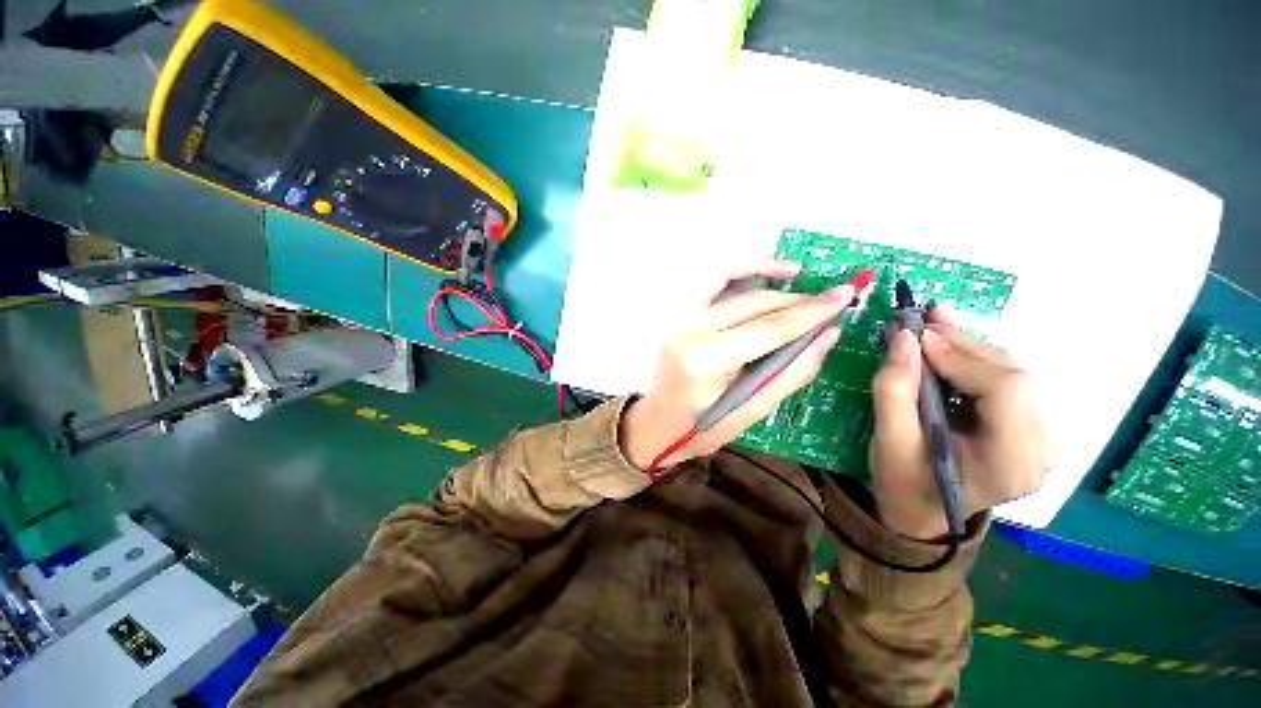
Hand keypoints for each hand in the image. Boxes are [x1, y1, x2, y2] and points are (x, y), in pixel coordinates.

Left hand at [621, 260, 854, 470]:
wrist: (657, 423)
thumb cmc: (701, 428)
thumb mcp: (751, 413)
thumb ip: (790, 373)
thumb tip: (828, 335)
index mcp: (705, 360)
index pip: (767, 328)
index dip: (809, 312)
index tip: (844, 296)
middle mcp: (690, 330)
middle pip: (752, 303)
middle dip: (795, 300)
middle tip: (830, 301)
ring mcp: (680, 319)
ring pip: (732, 284)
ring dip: (768, 276)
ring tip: (798, 276)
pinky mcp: (679, 316)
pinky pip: (713, 284)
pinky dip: (740, 271)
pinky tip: (764, 274)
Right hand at [870, 310, 1053, 539]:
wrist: (922, 511)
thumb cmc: (902, 481)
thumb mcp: (888, 439)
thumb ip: (894, 389)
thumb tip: (905, 336)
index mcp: (1010, 463)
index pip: (1006, 391)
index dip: (962, 356)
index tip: (916, 336)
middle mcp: (1042, 451)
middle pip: (1015, 377)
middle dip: (965, 345)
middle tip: (923, 320)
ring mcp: (1044, 440)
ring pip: (1013, 374)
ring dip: (970, 349)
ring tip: (932, 329)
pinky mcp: (1033, 430)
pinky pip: (1009, 384)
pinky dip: (975, 362)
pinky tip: (950, 350)